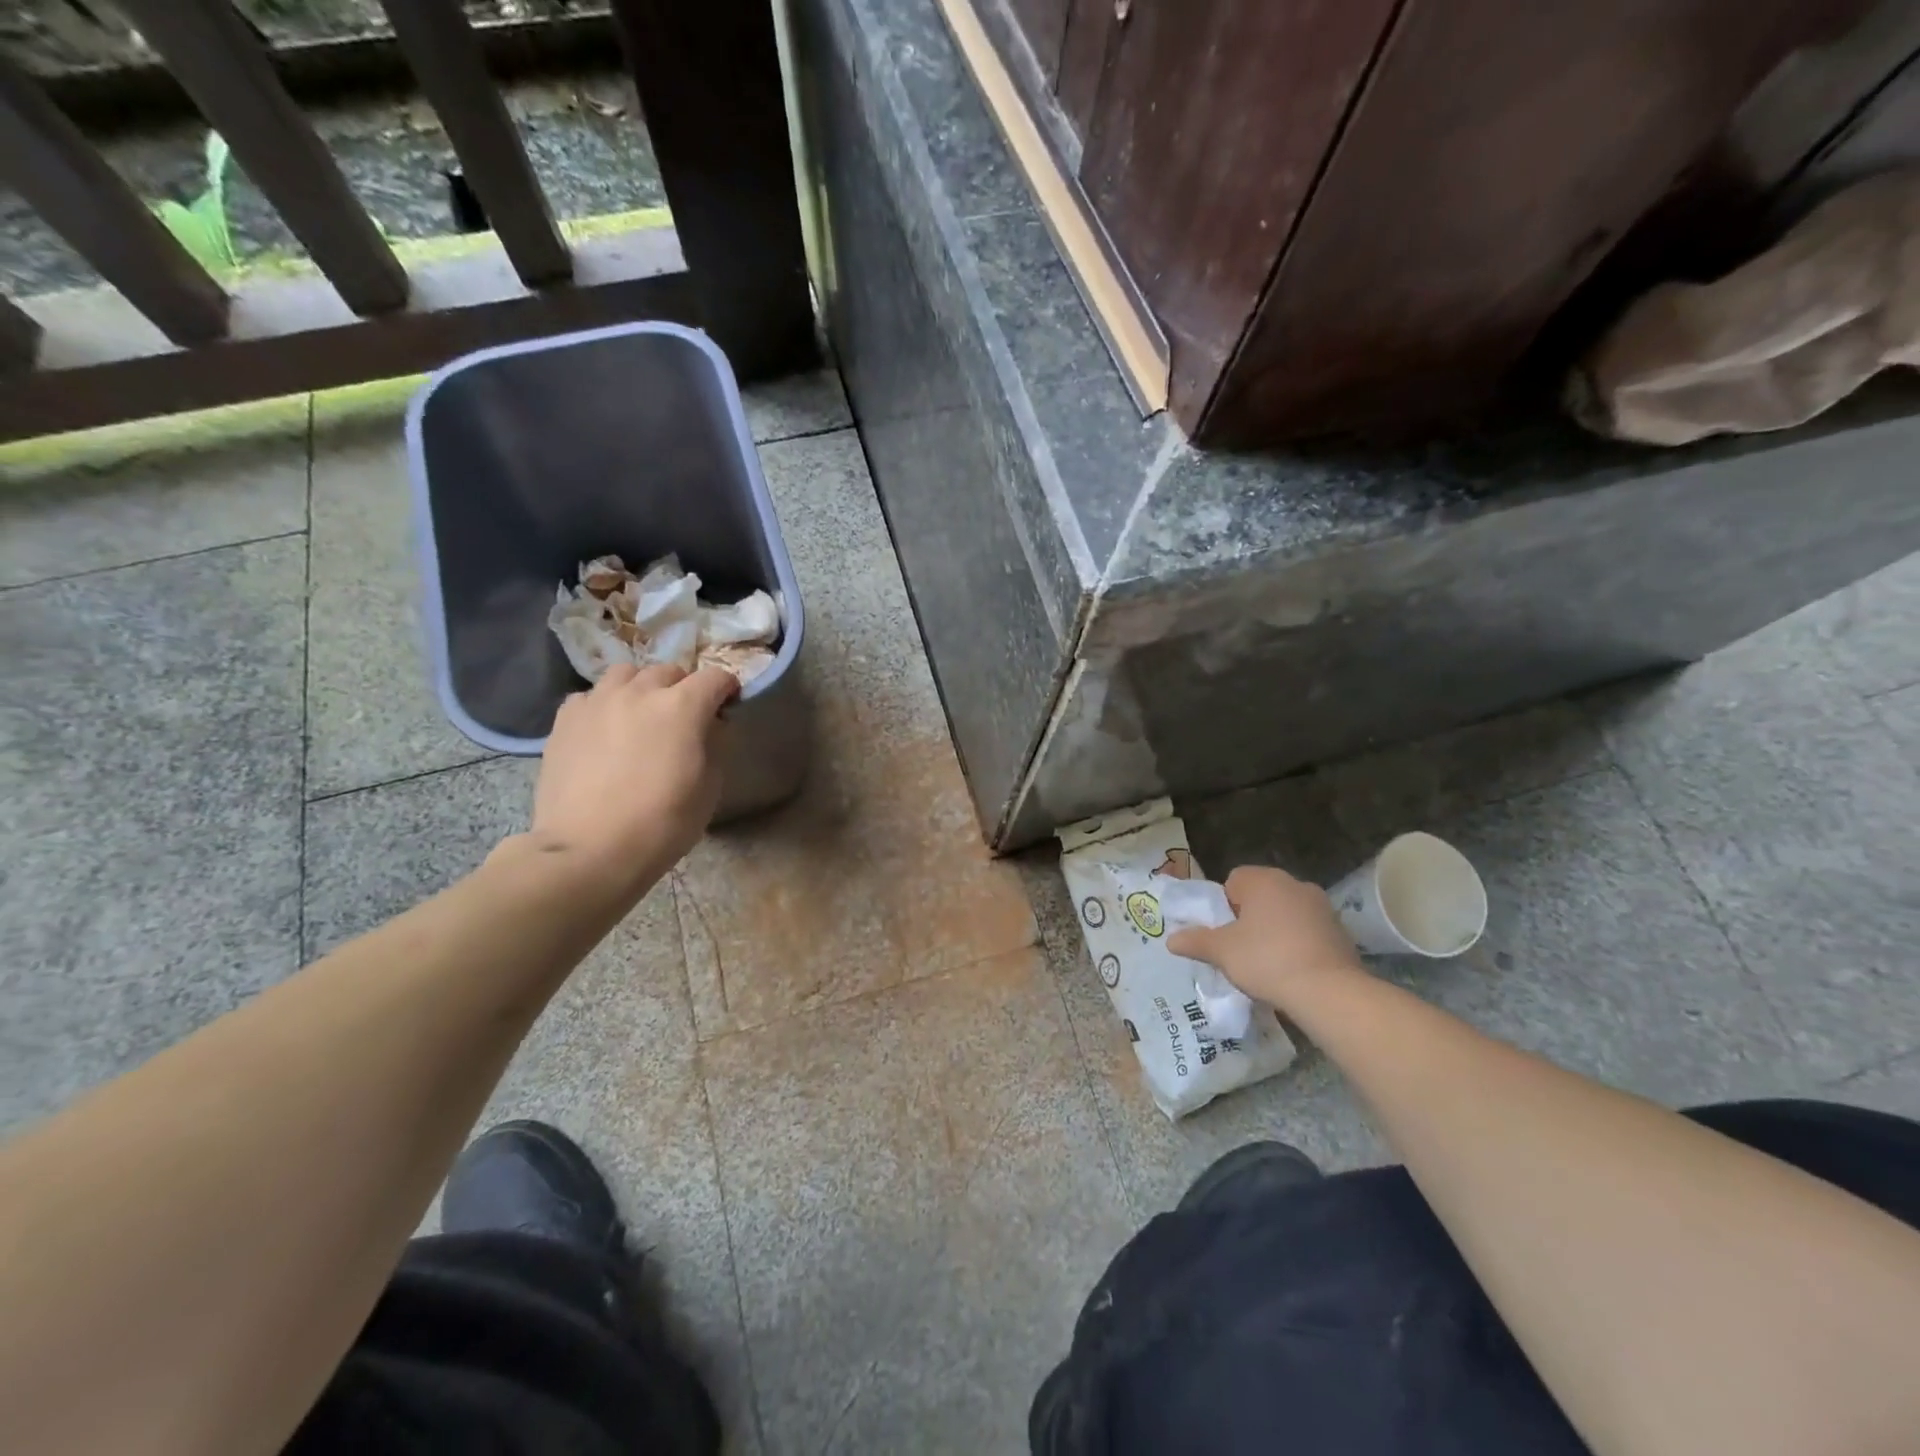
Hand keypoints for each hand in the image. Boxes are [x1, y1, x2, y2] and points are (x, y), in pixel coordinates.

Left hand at [530, 663, 738, 876]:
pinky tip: (604, 730)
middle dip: (683, 688)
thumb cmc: (662, 823)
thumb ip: (715, 745)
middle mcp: (640, 692)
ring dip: (641, 688)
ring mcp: (598, 701)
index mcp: (682, 706)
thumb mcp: (710, 788)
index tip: (728, 705)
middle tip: (684, 717)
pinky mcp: (565, 719)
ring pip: (626, 674)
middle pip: (669, 671)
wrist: (589, 850)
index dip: (726, 688)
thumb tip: (712, 724)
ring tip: (640, 715)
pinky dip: (605, 705)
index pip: (715, 677)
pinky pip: (591, 696)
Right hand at [1168, 865, 1365, 1011]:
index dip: (1224, 906)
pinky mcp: (1341, 931)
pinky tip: (1293, 970)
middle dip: (1249, 918)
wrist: (1328, 992)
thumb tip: (1171, 940)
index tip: (1224, 932)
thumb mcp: (1221, 952)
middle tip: (1240, 948)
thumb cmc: (1266, 960)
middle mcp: (1294, 883)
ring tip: (1267, 964)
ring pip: (1286, 913)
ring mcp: (1322, 906)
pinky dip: (1298, 944)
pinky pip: (1308, 931)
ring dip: (1275, 930)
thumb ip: (1196, 941)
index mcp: (1263, 880)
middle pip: (1261, 896)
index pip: (1234, 880)